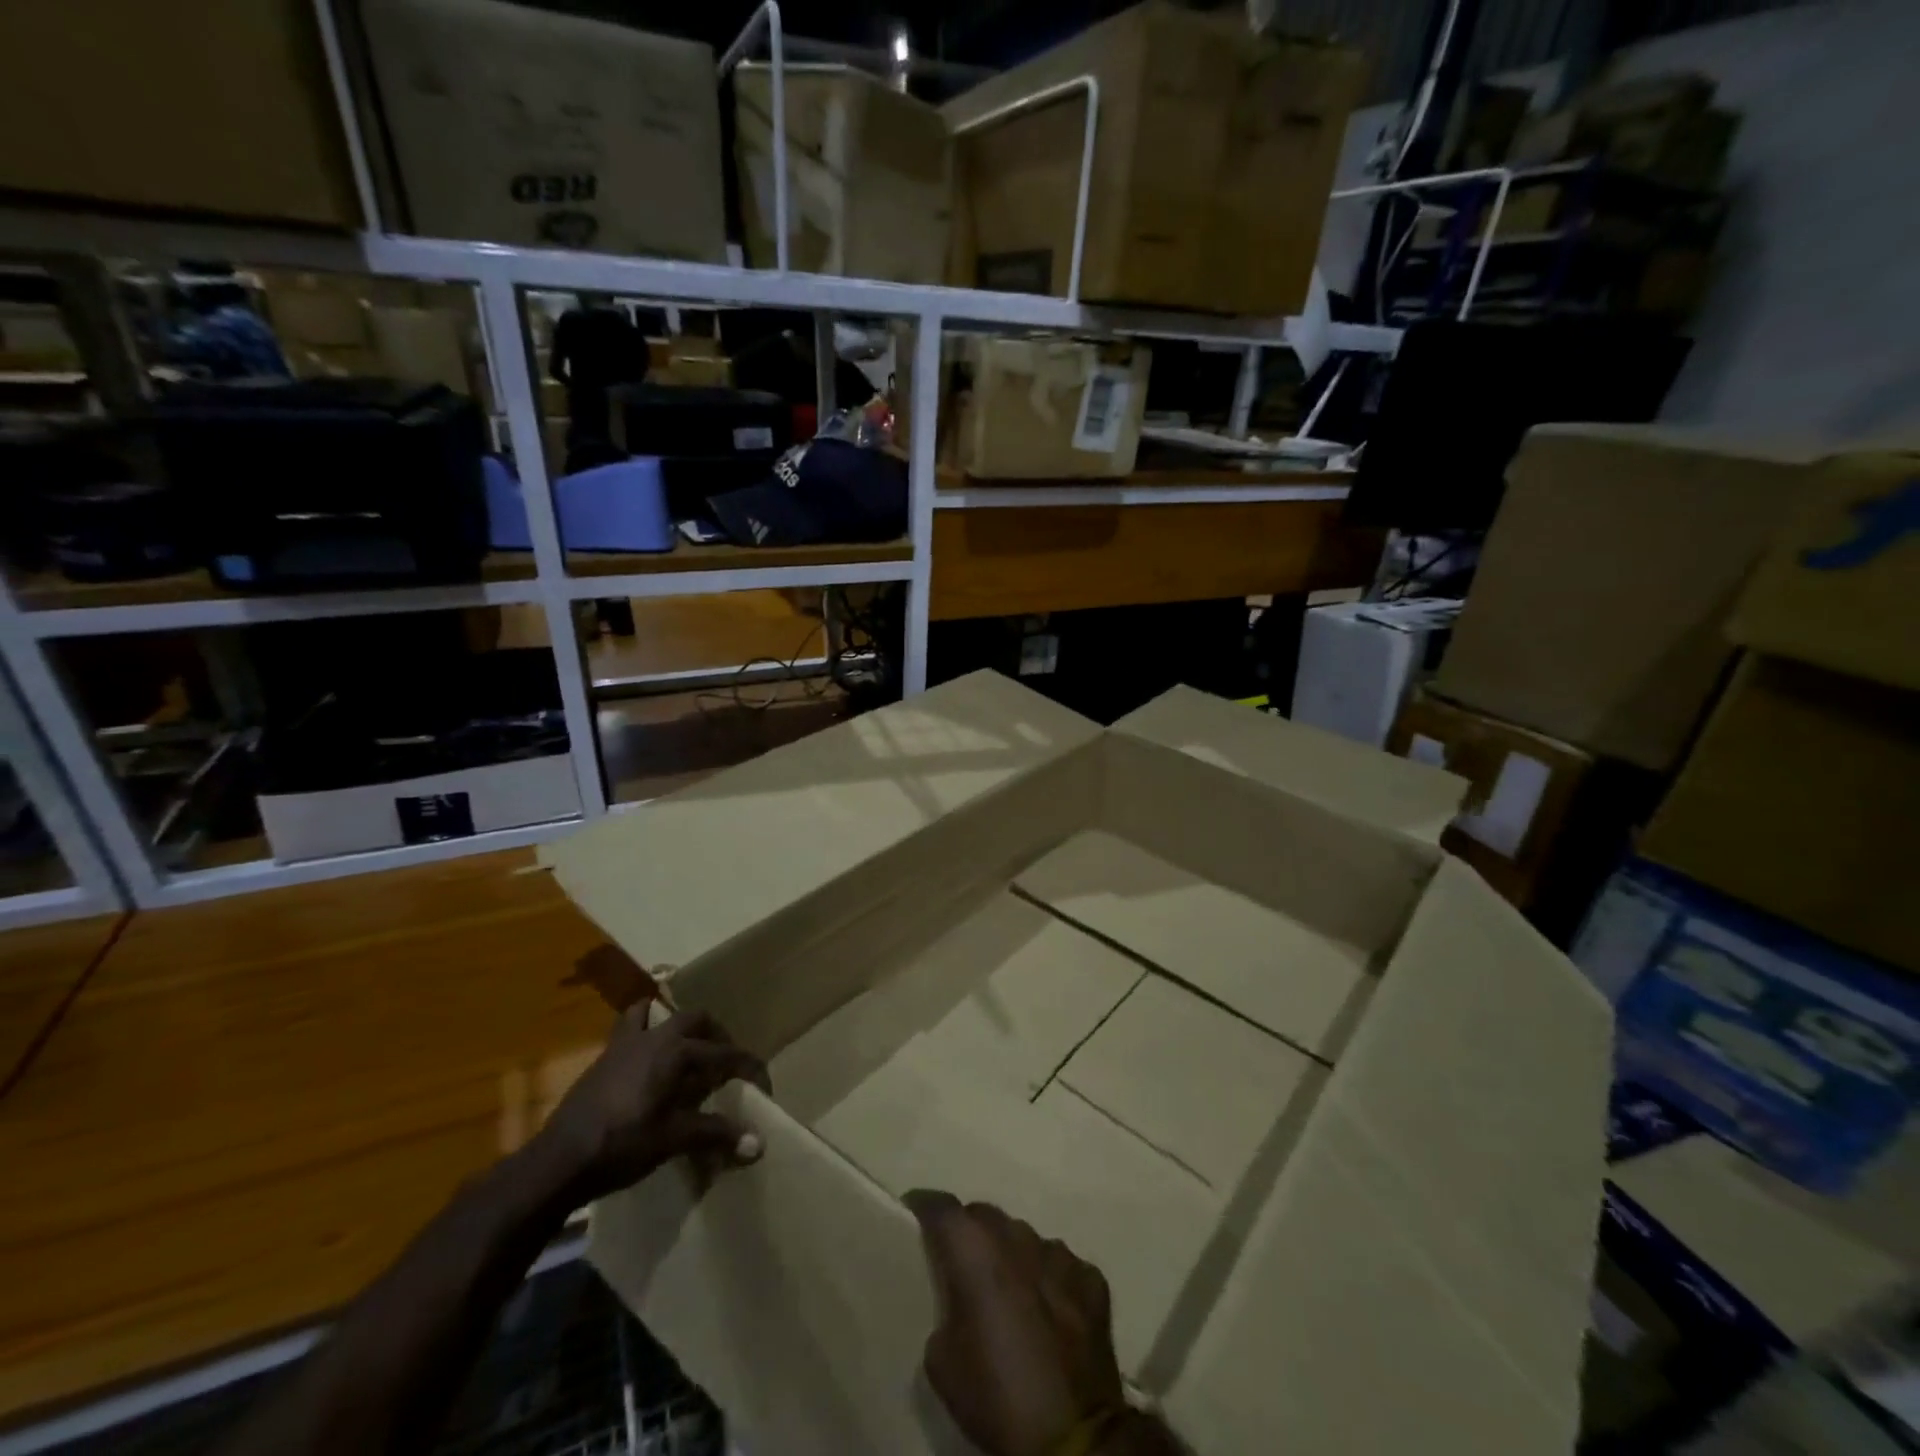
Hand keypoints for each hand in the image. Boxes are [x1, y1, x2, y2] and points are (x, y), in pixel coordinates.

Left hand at [540, 1008, 769, 1202]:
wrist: (559, 1160)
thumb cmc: (623, 1144)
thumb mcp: (675, 1139)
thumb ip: (717, 1134)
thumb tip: (759, 1144)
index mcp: (676, 1051)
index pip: (725, 1053)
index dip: (749, 1068)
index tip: (764, 1086)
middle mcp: (654, 1037)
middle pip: (695, 1020)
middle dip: (716, 1035)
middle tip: (725, 1061)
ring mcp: (624, 1044)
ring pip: (656, 1015)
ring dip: (675, 1026)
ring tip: (686, 1049)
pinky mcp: (604, 1059)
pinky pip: (629, 1029)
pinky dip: (644, 1033)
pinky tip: (647, 1062)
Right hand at [907, 1192, 1124, 1455]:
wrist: (1072, 1437)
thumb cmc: (997, 1396)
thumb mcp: (942, 1363)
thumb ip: (946, 1312)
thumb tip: (958, 1304)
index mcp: (975, 1250)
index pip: (942, 1207)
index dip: (925, 1205)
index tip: (915, 1212)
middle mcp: (1017, 1237)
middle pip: (985, 1216)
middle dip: (970, 1232)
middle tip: (962, 1263)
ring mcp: (1059, 1254)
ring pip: (1025, 1237)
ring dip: (1012, 1255)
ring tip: (1010, 1290)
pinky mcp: (1091, 1279)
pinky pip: (1061, 1265)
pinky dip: (1050, 1279)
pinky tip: (1050, 1309)